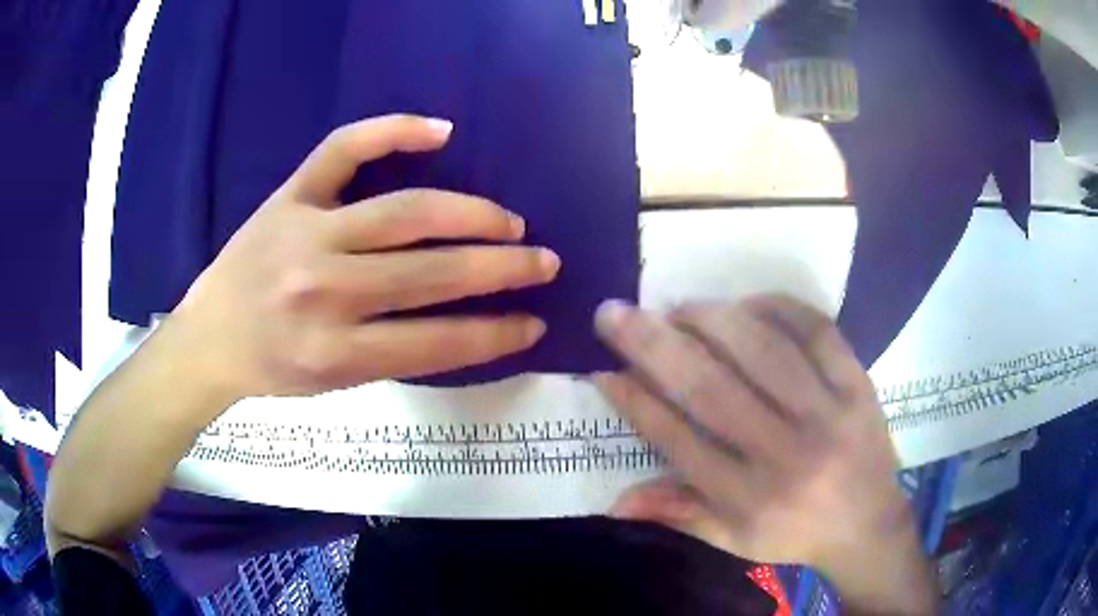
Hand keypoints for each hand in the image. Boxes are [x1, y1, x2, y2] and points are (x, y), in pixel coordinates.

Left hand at [172, 114, 558, 401]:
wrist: (208, 338)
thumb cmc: (272, 368)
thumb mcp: (336, 382)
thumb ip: (398, 353)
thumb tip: (469, 326)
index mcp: (335, 353)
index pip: (439, 341)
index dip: (497, 334)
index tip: (535, 323)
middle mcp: (324, 292)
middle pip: (432, 274)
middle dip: (502, 269)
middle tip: (544, 262)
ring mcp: (306, 233)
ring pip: (405, 212)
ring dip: (471, 214)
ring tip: (509, 221)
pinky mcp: (290, 196)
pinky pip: (344, 149)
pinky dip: (393, 131)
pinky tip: (440, 131)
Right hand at [594, 295, 936, 611]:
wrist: (869, 525)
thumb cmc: (795, 534)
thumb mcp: (734, 540)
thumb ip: (678, 514)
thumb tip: (614, 503)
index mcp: (749, 499)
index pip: (679, 440)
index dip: (636, 401)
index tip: (602, 368)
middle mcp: (786, 455)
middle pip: (711, 389)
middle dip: (653, 345)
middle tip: (615, 312)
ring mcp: (828, 413)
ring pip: (761, 351)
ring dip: (711, 320)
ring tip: (678, 306)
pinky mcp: (858, 385)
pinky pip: (817, 332)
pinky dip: (778, 307)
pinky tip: (747, 302)